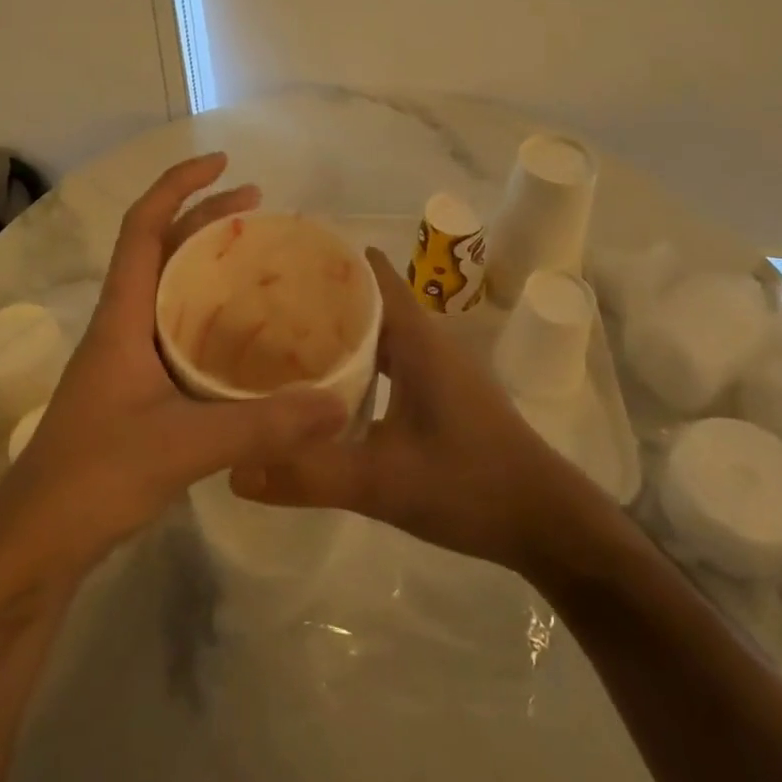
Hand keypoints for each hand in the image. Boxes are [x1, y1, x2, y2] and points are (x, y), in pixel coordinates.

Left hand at [0, 154, 348, 591]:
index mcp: (122, 316)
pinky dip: (209, 314)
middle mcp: (122, 324)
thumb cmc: (95, 476)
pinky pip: (177, 329)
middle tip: (258, 206)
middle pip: (160, 249)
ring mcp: (126, 357)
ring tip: (256, 258)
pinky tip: (244, 335)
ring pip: (169, 289)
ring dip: (207, 264)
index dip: (178, 186)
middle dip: (205, 217)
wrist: (36, 542)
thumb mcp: (185, 446)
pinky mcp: (135, 388)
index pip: (144, 227)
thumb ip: (263, 425)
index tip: (223, 164)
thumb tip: (337, 404)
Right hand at [231, 249, 572, 573]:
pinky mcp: (442, 393)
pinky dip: (359, 361)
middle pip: (368, 300)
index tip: (279, 260)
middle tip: (261, 304)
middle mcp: (427, 340)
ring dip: (339, 331)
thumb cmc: (469, 483)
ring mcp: (438, 367)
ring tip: (283, 339)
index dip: (328, 261)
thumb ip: (309, 474)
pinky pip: (390, 359)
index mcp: (416, 338)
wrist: (545, 521)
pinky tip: (328, 387)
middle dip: (320, 298)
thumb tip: (236, 468)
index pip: (369, 274)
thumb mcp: (382, 482)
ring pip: (379, 332)